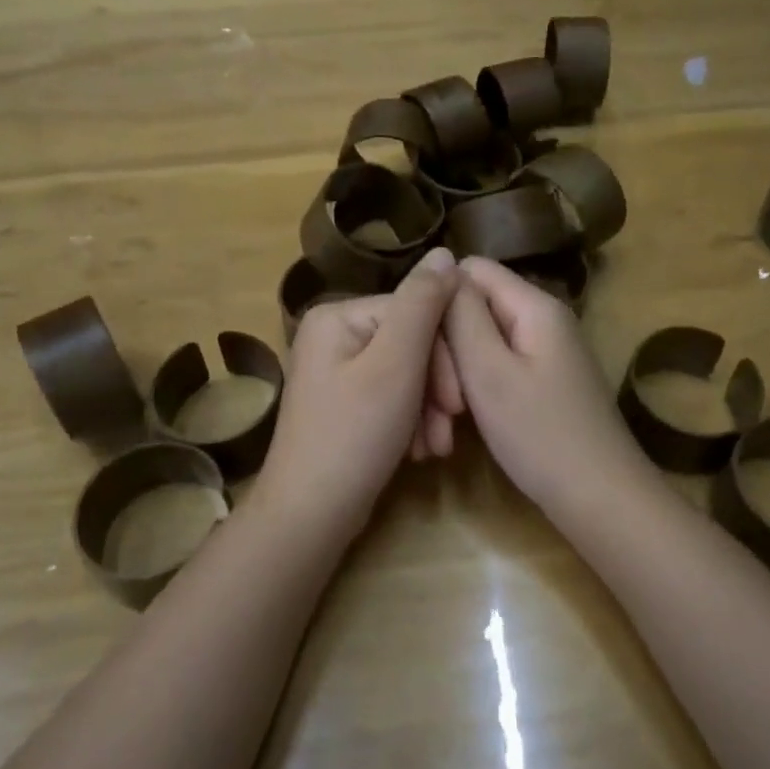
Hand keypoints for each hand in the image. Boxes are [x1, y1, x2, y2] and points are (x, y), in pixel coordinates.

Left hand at [254, 247, 462, 527]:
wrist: (310, 516)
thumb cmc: (354, 435)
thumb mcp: (396, 364)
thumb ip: (423, 304)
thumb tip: (444, 252)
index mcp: (338, 315)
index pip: (414, 313)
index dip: (445, 355)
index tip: (460, 402)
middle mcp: (333, 334)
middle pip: (410, 343)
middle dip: (437, 388)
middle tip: (449, 429)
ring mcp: (335, 370)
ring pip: (406, 373)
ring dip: (429, 409)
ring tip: (436, 448)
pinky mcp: (343, 403)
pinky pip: (390, 396)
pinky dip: (411, 422)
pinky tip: (420, 451)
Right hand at [443, 257, 656, 516]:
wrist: (600, 500)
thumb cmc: (540, 435)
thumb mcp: (489, 371)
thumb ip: (462, 314)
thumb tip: (442, 264)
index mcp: (534, 306)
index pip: (470, 269)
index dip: (438, 300)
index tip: (420, 345)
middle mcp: (543, 319)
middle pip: (475, 307)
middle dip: (446, 347)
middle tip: (438, 400)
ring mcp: (546, 352)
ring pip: (482, 342)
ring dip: (456, 376)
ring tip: (446, 421)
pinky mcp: (544, 382)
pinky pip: (498, 368)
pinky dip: (476, 391)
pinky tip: (462, 425)